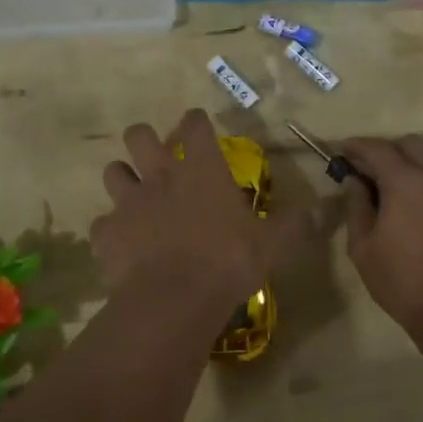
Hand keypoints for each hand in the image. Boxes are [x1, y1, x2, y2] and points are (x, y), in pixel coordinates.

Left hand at [90, 108, 305, 317]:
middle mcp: (160, 176)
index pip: (195, 125)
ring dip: (123, 179)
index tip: (198, 128)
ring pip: (113, 171)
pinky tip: (122, 245)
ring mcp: (128, 202)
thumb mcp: (273, 243)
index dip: (196, 123)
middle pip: (139, 135)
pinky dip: (112, 231)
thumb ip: (293, 224)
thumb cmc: (229, 261)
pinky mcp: (107, 233)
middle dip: (144, 139)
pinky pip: (102, 224)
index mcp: (201, 169)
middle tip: (156, 157)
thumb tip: (320, 210)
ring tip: (134, 196)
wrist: (175, 298)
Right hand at [341, 135, 422, 338]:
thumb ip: (356, 206)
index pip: (378, 149)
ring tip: (388, 185)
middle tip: (366, 168)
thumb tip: (355, 181)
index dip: (356, 146)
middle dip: (386, 149)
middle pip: (411, 144)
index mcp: (406, 182)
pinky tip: (411, 204)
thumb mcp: (363, 246)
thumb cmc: (401, 280)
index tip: (341, 150)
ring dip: (408, 161)